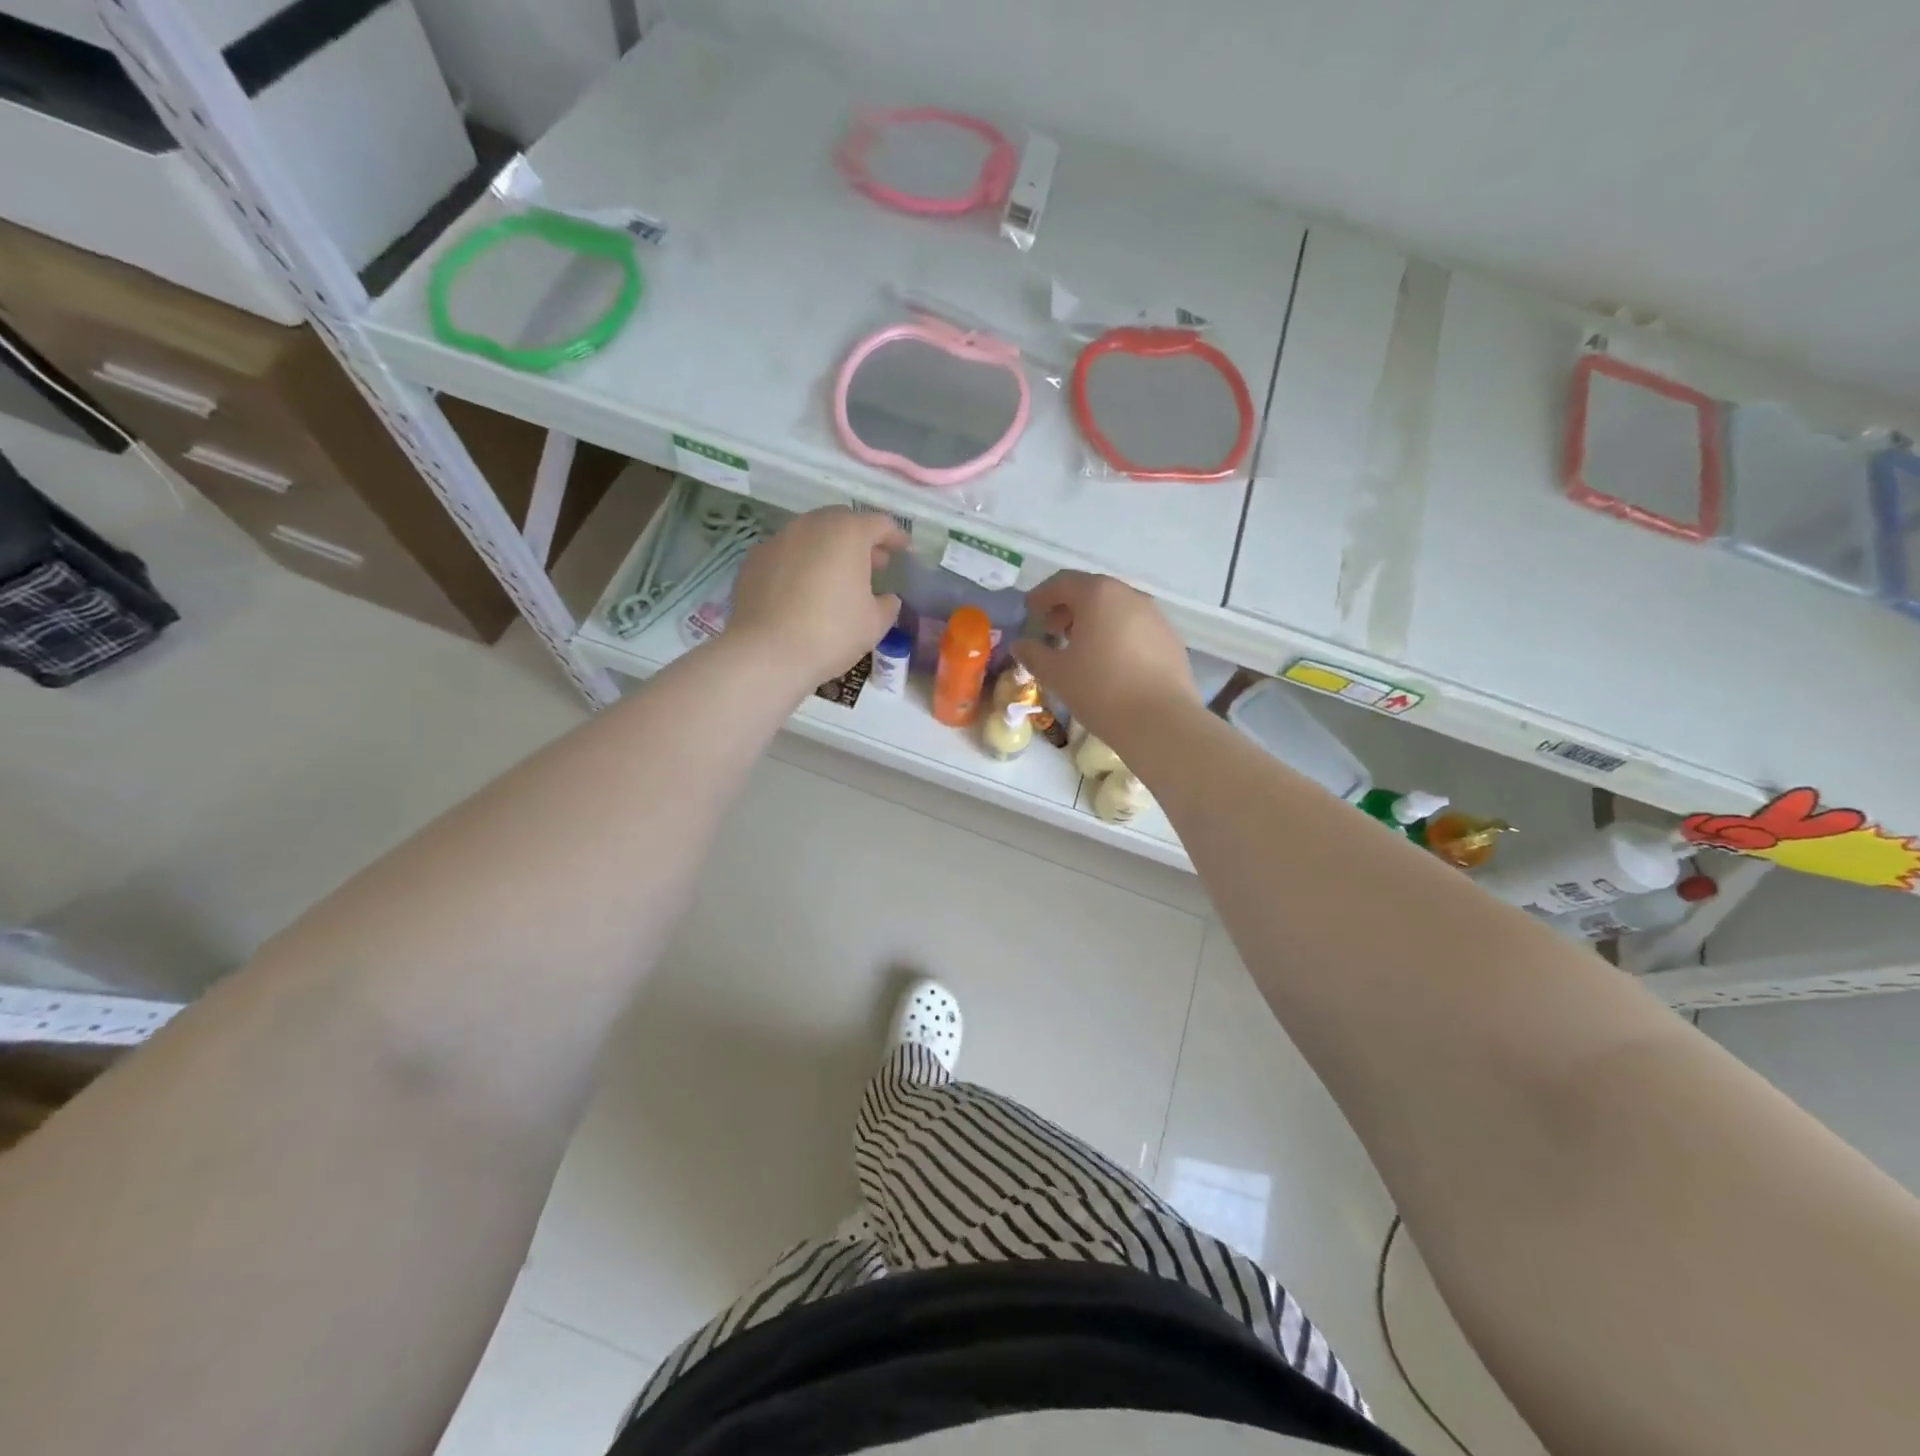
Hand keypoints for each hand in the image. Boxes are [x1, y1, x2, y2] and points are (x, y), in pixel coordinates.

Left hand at [726, 507, 906, 690]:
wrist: (765, 654)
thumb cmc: (831, 634)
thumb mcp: (874, 624)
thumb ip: (887, 604)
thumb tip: (886, 598)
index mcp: (846, 534)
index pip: (879, 524)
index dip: (895, 536)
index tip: (904, 550)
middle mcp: (810, 527)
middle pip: (842, 522)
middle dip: (860, 540)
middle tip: (873, 563)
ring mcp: (778, 540)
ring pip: (811, 536)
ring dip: (829, 550)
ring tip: (838, 577)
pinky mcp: (754, 560)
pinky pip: (787, 554)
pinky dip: (802, 563)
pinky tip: (804, 590)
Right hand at [1013, 571, 1199, 745]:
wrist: (1161, 721)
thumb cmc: (1100, 690)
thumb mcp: (1056, 674)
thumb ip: (1034, 654)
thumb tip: (1020, 645)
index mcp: (1098, 595)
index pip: (1063, 583)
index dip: (1042, 595)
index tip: (1030, 610)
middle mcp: (1129, 596)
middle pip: (1093, 592)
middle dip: (1069, 608)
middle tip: (1052, 630)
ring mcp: (1155, 616)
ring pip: (1117, 609)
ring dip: (1095, 621)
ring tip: (1081, 648)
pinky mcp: (1171, 639)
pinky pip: (1136, 627)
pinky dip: (1117, 635)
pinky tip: (1110, 662)